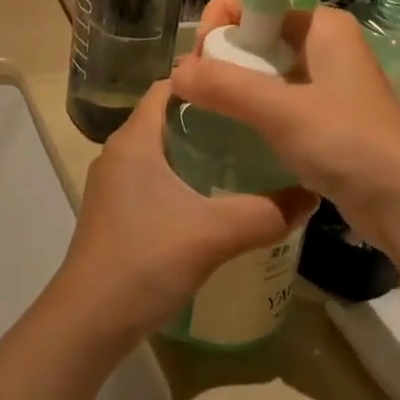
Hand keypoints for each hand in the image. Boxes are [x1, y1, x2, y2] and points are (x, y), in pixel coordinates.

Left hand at [55, 80, 317, 344]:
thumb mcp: (213, 234)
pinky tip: (213, 198)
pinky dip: (182, 176)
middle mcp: (119, 152)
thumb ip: (265, 214)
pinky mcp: (115, 211)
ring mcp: (113, 184)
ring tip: (243, 155)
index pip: (169, 86)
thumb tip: (311, 195)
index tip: (247, 82)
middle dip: (209, 114)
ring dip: (196, 147)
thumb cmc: (145, 260)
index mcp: (134, 139)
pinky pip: (153, 176)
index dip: (205, 78)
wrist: (88, 321)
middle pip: (166, 116)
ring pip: (160, 149)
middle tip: (255, 120)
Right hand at [168, 0, 399, 248]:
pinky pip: (275, 92)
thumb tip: (176, 73)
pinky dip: (252, 103)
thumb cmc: (347, 143)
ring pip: (264, 63)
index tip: (201, 60)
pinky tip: (234, 126)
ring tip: (209, 107)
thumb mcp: (281, 111)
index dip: (222, 20)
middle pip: (257, 29)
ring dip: (234, 80)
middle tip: (199, 90)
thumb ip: (225, 86)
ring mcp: (325, 77)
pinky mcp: (324, 110)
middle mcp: (324, 41)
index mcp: (321, 23)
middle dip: (223, 53)